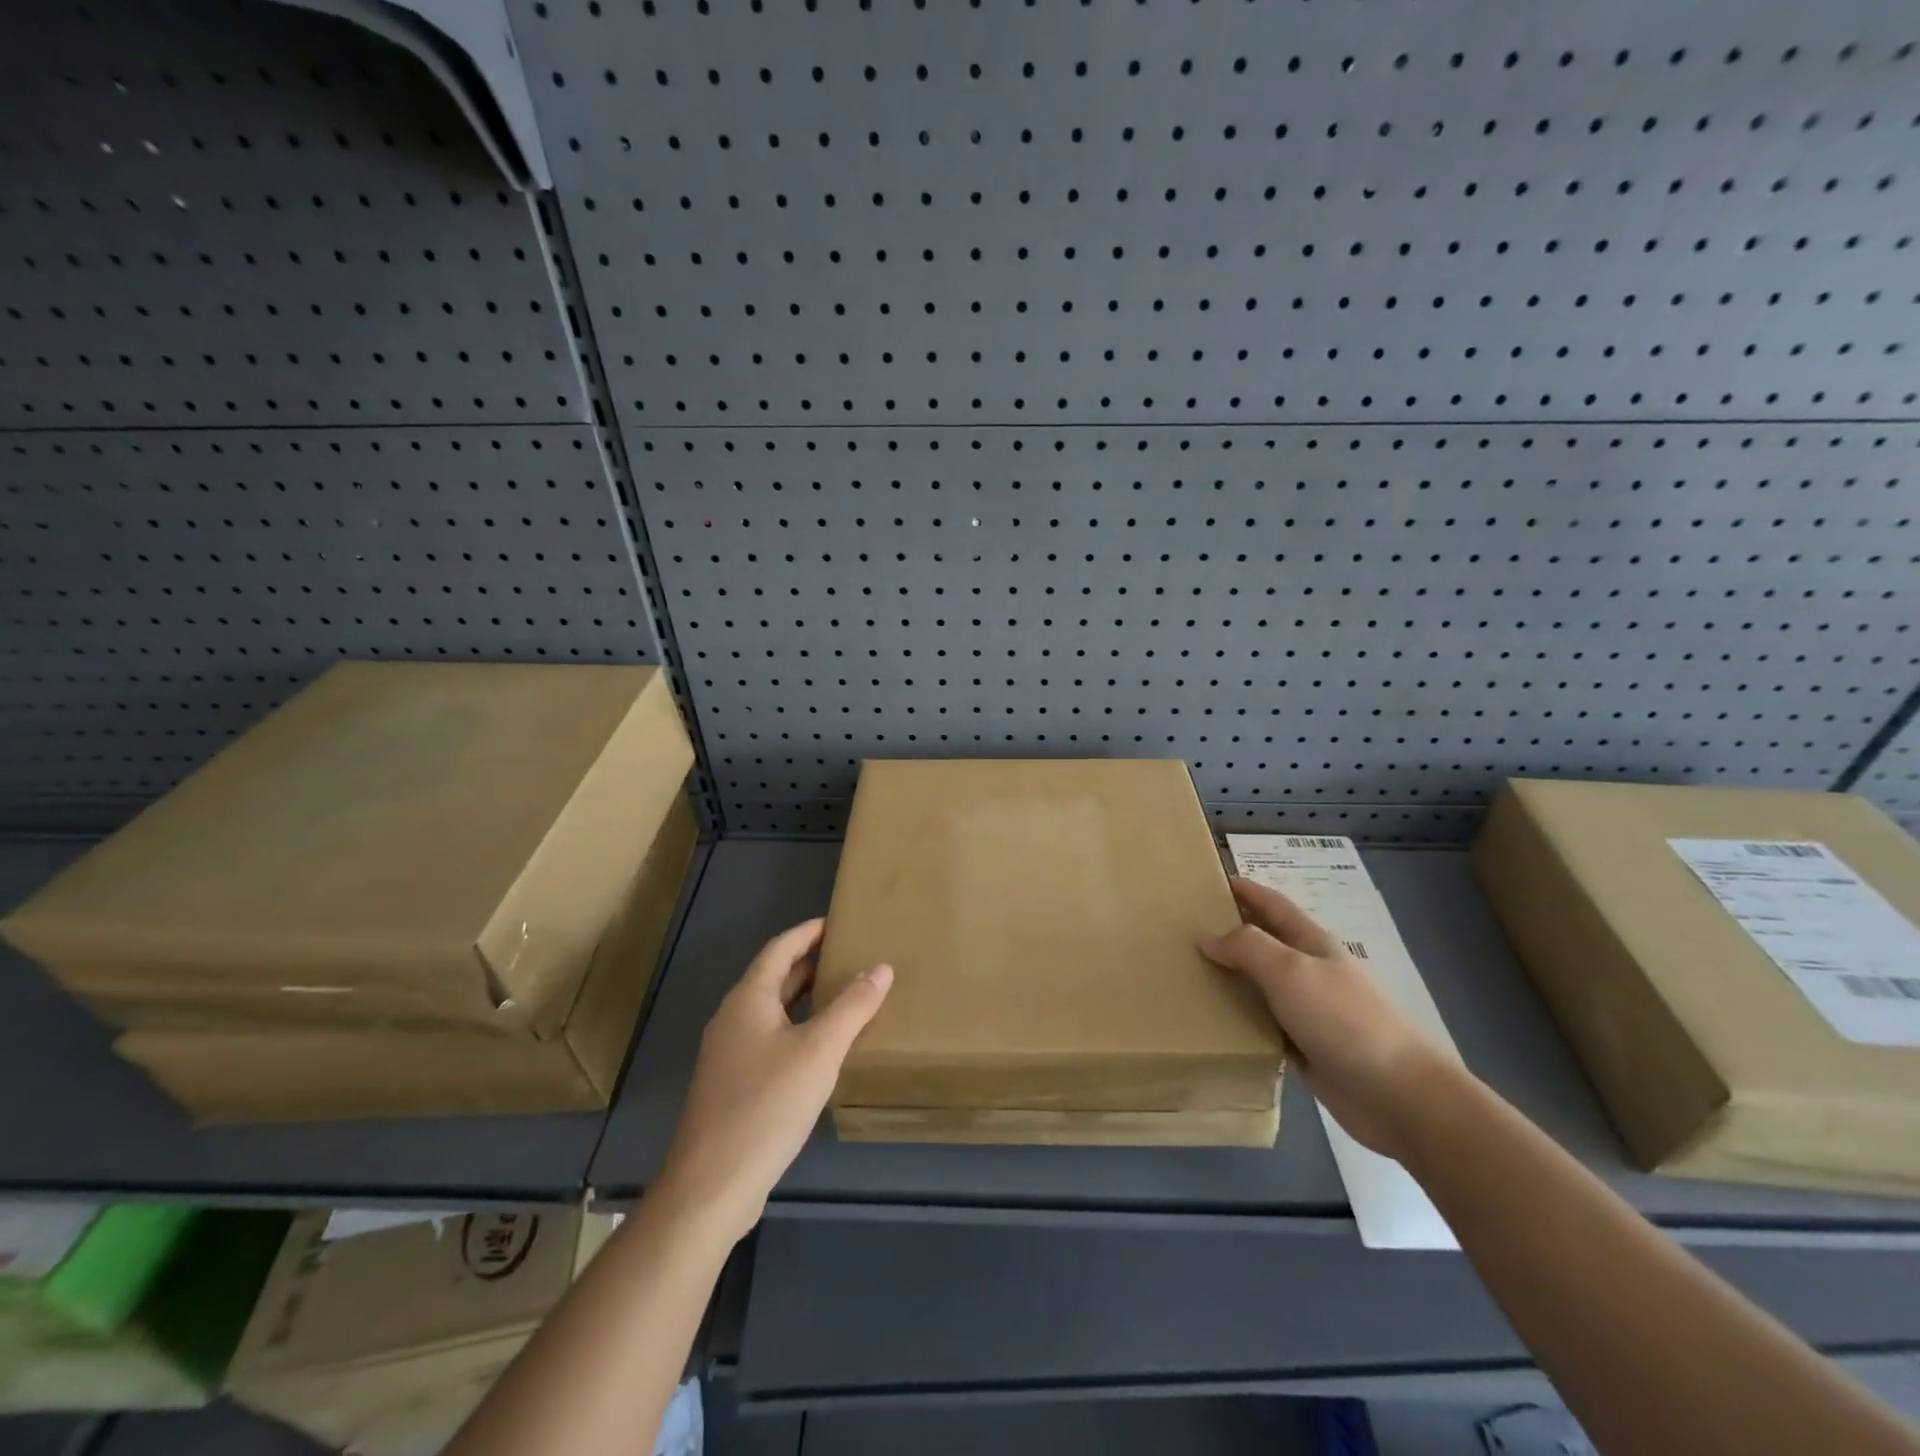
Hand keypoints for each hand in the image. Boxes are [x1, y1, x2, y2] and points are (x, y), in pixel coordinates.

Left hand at [656, 919, 891, 1244]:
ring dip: (805, 999)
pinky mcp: (732, 1085)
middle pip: (774, 978)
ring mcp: (728, 1054)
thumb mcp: (820, 1050)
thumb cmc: (767, 1104)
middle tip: (850, 956)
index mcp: (748, 999)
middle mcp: (733, 1018)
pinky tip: (820, 1049)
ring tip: (843, 996)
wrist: (711, 1184)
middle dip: (810, 964)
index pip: (780, 949)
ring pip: (772, 1011)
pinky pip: (769, 1039)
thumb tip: (881, 968)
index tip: (837, 922)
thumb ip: (853, 1006)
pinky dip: (797, 1029)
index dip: (808, 933)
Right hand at [1200, 877, 1452, 1158]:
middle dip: (1230, 930)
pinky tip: (1211, 1020)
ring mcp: (1307, 1010)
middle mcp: (1308, 971)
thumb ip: (1247, 947)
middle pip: (1263, 942)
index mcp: (1311, 943)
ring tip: (1189, 973)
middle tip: (1187, 928)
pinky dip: (1237, 1017)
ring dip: (1229, 976)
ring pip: (1259, 984)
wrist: (1396, 1094)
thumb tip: (1207, 938)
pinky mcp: (1302, 1047)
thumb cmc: (1343, 1019)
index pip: (1273, 905)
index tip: (1210, 881)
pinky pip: (1261, 1023)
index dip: (1246, 890)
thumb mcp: (1290, 971)